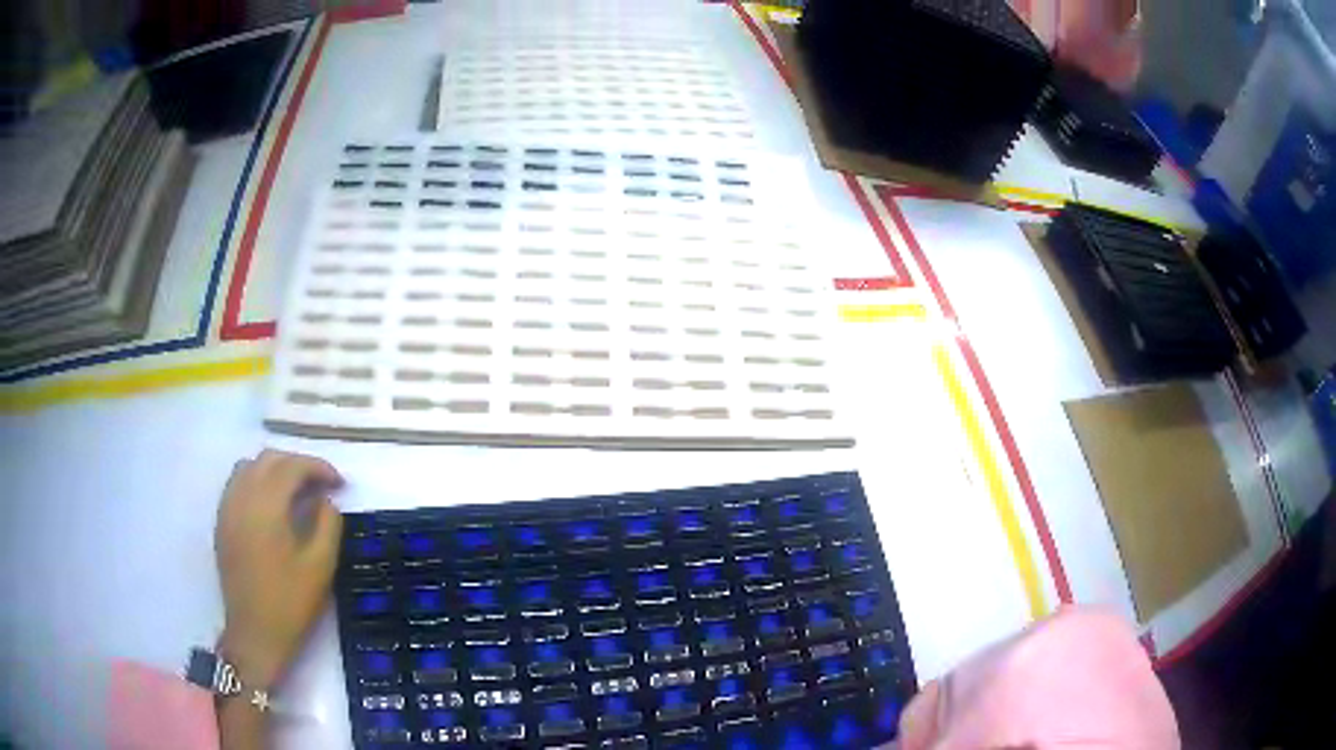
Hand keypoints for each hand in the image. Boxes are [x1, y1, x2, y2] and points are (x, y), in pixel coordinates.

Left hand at [215, 449, 343, 688]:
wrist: (255, 633)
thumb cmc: (291, 602)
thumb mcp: (321, 566)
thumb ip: (328, 524)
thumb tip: (325, 500)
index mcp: (266, 506)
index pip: (292, 466)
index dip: (319, 468)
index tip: (340, 484)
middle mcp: (242, 497)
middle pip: (269, 459)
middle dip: (298, 465)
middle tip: (322, 487)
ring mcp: (227, 508)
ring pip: (250, 467)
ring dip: (275, 470)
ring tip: (296, 492)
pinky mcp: (222, 522)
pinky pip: (237, 483)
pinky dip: (257, 482)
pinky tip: (272, 505)